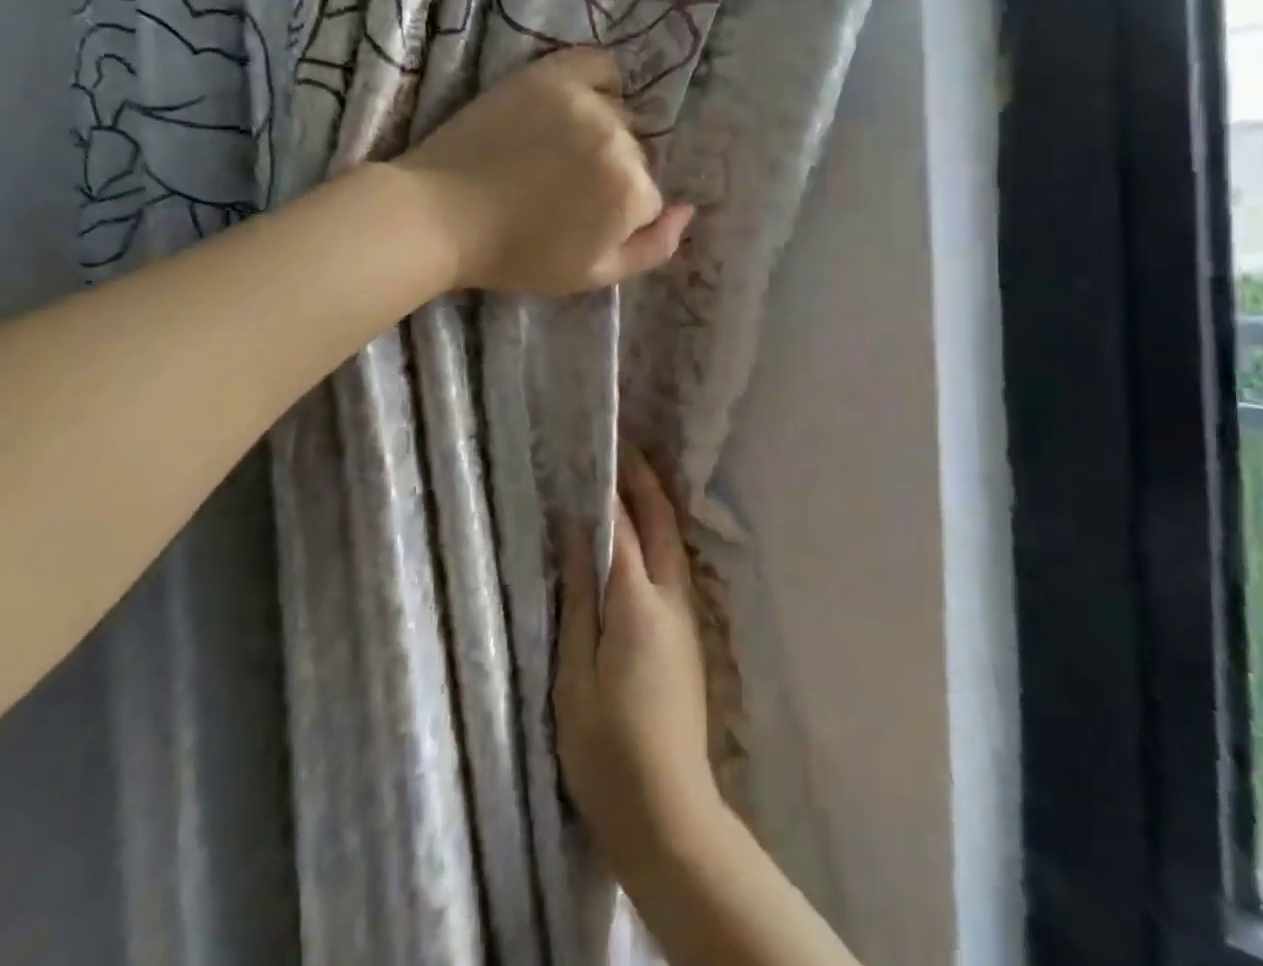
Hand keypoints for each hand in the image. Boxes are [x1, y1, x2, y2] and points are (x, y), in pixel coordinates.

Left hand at [390, 49, 693, 295]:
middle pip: (636, 155)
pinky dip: (601, 81)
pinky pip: (599, 64)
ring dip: (602, 134)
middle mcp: (617, 139)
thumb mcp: (593, 275)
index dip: (618, 215)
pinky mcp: (549, 75)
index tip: (581, 222)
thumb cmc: (517, 254)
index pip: (649, 197)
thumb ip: (654, 249)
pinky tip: (583, 101)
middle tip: (563, 189)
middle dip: (611, 175)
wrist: (440, 215)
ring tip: (558, 153)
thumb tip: (689, 210)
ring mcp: (583, 102)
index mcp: (630, 191)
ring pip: (619, 115)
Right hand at [554, 450, 721, 885]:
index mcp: (638, 603)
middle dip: (643, 481)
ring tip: (627, 479)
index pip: (623, 526)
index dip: (608, 486)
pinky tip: (638, 538)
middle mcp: (672, 600)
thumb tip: (577, 534)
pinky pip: (673, 567)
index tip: (592, 450)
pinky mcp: (688, 639)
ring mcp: (686, 619)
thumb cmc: (607, 749)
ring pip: (674, 543)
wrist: (668, 816)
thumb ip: (578, 597)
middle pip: (662, 523)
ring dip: (654, 505)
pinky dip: (658, 537)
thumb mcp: (575, 673)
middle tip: (620, 447)